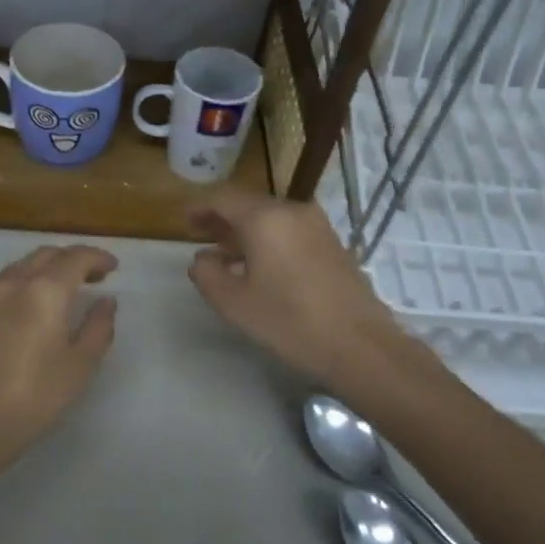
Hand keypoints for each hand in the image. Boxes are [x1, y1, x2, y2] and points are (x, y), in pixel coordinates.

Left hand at [0, 244, 118, 462]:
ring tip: (59, 291)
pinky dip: (21, 286)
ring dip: (44, 269)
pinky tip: (26, 310)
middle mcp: (13, 282)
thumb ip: (98, 326)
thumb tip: (106, 301)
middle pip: (46, 255)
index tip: (112, 267)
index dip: (97, 257)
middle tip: (91, 277)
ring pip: (20, 267)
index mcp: (45, 289)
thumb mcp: (80, 365)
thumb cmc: (35, 395)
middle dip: (71, 259)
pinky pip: (1, 287)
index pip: (76, 257)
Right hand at [187, 187, 411, 388]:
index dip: (199, 207)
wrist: (361, 345)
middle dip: (221, 218)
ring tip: (226, 253)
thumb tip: (202, 258)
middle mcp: (292, 210)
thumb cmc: (290, 322)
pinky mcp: (332, 243)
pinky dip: (268, 238)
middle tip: (200, 235)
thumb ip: (206, 273)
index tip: (183, 222)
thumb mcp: (234, 303)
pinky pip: (289, 230)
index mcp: (265, 218)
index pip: (222, 197)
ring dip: (245, 230)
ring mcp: (316, 225)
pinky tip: (260, 266)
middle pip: (248, 204)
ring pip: (270, 217)